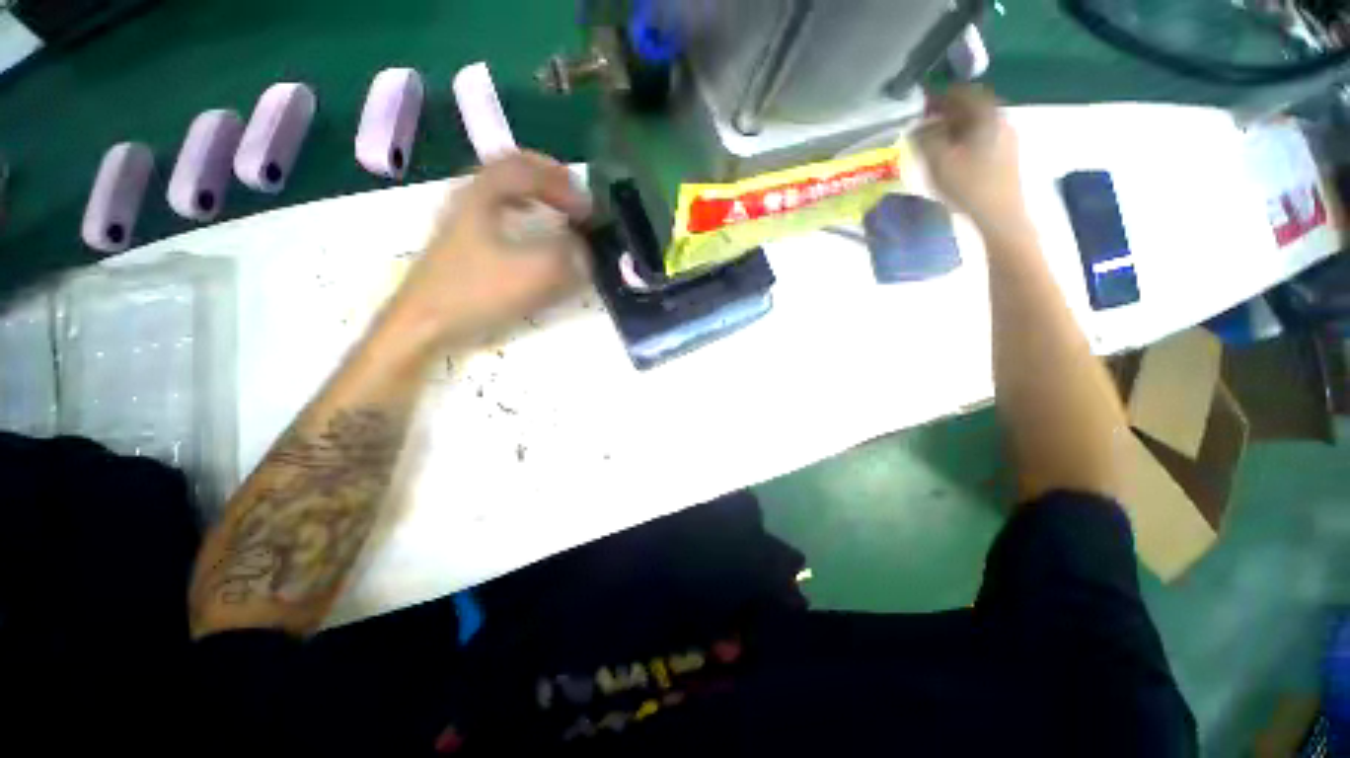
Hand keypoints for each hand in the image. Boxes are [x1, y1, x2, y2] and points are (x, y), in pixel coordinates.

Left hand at [385, 152, 592, 352]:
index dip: (563, 183)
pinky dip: (520, 211)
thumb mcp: (532, 274)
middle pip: (510, 167)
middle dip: (548, 177)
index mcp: (483, 194)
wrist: (425, 323)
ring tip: (557, 207)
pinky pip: (497, 211)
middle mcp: (469, 197)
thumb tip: (582, 249)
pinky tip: (529, 231)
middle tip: (574, 192)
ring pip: (502, 188)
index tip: (588, 209)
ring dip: (534, 191)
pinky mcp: (461, 242)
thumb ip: (566, 256)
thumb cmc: (476, 293)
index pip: (528, 169)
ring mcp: (461, 218)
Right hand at [914, 86, 1027, 230]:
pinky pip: (983, 138)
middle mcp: (1001, 120)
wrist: (999, 216)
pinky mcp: (1008, 156)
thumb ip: (925, 140)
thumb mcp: (938, 162)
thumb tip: (916, 128)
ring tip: (936, 142)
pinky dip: (966, 140)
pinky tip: (953, 156)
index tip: (923, 104)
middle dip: (948, 113)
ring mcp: (1008, 138)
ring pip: (978, 124)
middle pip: (973, 107)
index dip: (941, 95)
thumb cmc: (967, 187)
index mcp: (986, 116)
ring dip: (956, 128)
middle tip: (926, 124)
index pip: (964, 92)